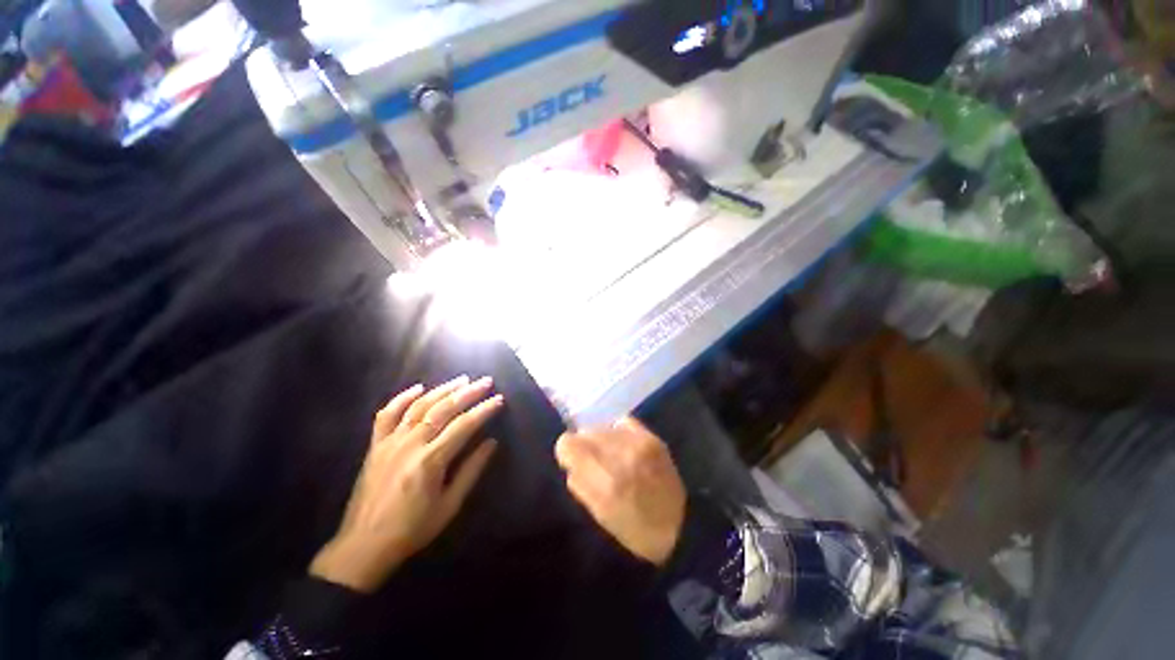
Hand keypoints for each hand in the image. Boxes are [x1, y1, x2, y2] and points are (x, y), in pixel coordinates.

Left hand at [311, 376, 502, 592]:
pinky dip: (402, 398)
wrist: (363, 546)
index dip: (484, 410)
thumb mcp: (449, 505)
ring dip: (442, 389)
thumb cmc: (412, 529)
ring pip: (419, 406)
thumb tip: (492, 442)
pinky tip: (418, 388)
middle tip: (486, 381)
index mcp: (430, 461)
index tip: (499, 399)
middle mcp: (410, 444)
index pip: (464, 425)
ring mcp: (389, 442)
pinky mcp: (375, 445)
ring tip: (462, 379)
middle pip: (443, 409)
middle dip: (468, 392)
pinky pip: (387, 415)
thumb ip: (471, 471)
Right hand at [555, 418, 685, 565]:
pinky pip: (622, 421)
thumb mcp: (599, 515)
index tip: (573, 462)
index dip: (567, 452)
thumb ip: (579, 483)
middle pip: (585, 432)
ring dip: (602, 440)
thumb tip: (570, 460)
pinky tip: (624, 446)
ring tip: (612, 455)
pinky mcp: (651, 437)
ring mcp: (638, 443)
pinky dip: (618, 432)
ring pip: (603, 426)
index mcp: (604, 482)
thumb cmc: (634, 528)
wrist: (680, 523)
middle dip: (585, 446)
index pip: (568, 444)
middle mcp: (619, 456)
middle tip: (595, 462)